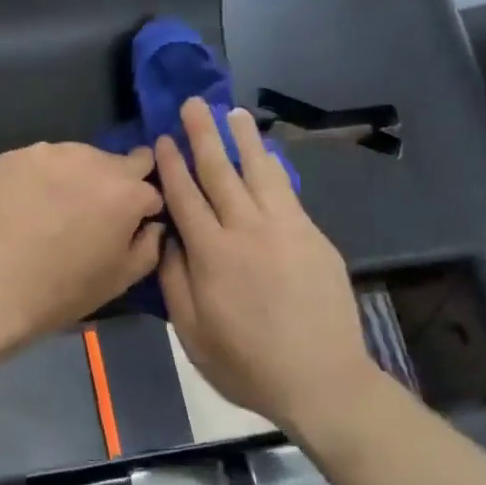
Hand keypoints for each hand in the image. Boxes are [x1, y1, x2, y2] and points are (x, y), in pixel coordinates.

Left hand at [0, 143, 164, 356]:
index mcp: (125, 192)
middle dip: (113, 185)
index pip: (150, 186)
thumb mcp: (119, 279)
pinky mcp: (13, 156)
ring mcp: (48, 153)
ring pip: (77, 158)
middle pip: (116, 164)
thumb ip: (148, 245)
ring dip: (76, 177)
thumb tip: (151, 224)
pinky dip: (41, 178)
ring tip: (55, 210)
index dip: (141, 208)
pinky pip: (40, 162)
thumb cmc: (60, 291)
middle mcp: (91, 160)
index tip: (127, 223)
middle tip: (91, 215)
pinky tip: (26, 204)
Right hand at [157, 99, 381, 431]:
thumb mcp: (191, 332)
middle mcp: (247, 230)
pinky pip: (287, 191)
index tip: (163, 137)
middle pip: (220, 172)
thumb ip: (174, 280)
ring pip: (259, 172)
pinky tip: (267, 154)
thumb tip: (167, 237)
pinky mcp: (313, 237)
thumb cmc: (246, 364)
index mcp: (211, 254)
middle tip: (194, 103)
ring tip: (232, 112)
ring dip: (243, 140)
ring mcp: (286, 229)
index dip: (172, 165)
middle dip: (203, 135)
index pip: (185, 196)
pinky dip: (274, 167)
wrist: (322, 381)